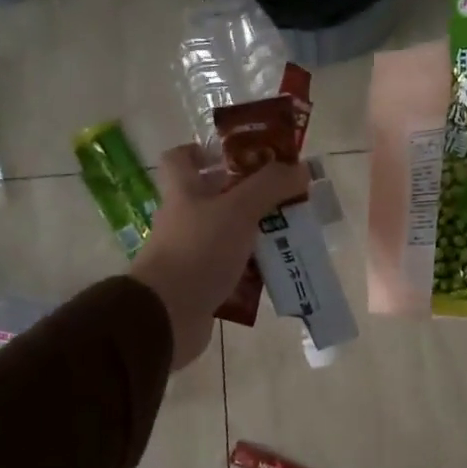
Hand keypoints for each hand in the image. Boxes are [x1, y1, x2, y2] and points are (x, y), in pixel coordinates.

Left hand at [130, 145, 310, 370]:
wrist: (166, 316)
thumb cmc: (198, 251)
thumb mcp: (238, 210)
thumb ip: (270, 186)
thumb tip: (300, 168)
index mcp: (183, 192)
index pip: (181, 158)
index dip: (205, 151)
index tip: (239, 155)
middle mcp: (183, 220)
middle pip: (214, 198)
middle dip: (250, 196)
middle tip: (284, 197)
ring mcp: (189, 254)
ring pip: (227, 235)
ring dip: (255, 235)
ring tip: (290, 235)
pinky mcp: (199, 285)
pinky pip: (230, 270)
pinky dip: (252, 271)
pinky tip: (277, 272)